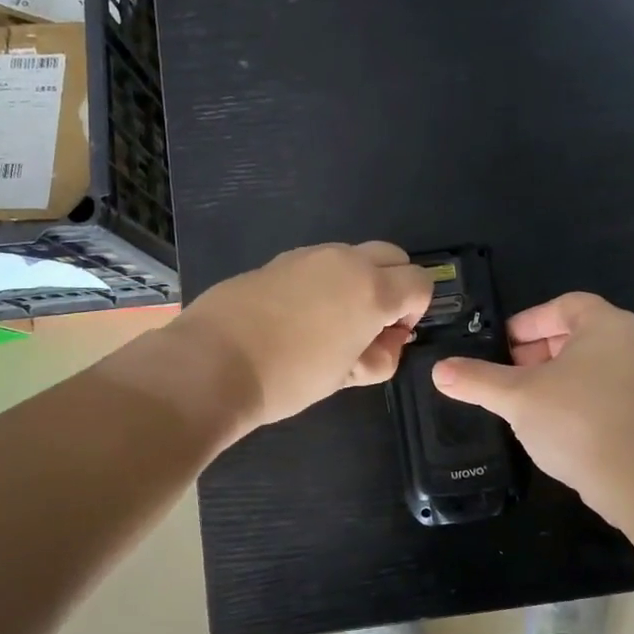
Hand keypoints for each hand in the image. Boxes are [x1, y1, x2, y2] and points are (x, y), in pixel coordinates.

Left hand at [175, 241, 433, 431]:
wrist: (213, 364)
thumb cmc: (290, 377)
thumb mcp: (345, 376)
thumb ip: (379, 357)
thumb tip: (388, 343)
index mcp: (372, 289)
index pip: (420, 282)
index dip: (416, 310)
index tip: (392, 336)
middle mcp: (345, 261)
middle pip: (392, 256)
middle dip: (394, 284)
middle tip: (371, 325)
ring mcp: (308, 256)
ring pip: (352, 256)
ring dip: (357, 281)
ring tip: (330, 325)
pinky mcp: (277, 261)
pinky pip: (317, 264)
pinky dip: (324, 282)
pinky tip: (297, 318)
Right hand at [430, 292, 633, 504]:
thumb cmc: (577, 421)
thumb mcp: (517, 397)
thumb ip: (477, 380)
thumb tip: (439, 371)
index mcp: (607, 324)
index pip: (563, 305)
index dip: (528, 322)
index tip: (502, 346)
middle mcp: (633, 342)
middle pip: (577, 334)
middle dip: (538, 351)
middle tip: (508, 373)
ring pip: (591, 365)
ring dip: (555, 377)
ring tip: (524, 400)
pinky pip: (606, 391)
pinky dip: (577, 397)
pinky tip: (553, 424)